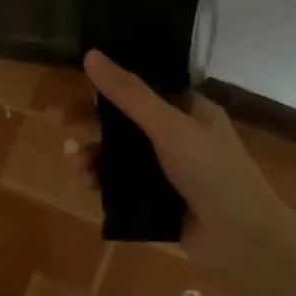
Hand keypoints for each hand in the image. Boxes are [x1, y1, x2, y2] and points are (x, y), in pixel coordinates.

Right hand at [82, 51, 295, 295]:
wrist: (241, 240)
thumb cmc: (211, 172)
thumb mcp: (168, 126)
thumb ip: (129, 93)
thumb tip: (91, 55)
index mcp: (189, 110)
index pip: (141, 88)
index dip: (107, 85)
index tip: (75, 84)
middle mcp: (178, 136)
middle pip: (124, 121)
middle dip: (90, 121)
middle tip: (54, 120)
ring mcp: (168, 171)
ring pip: (119, 155)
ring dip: (93, 155)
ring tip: (75, 165)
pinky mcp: (157, 201)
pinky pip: (121, 184)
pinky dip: (102, 181)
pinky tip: (88, 185)